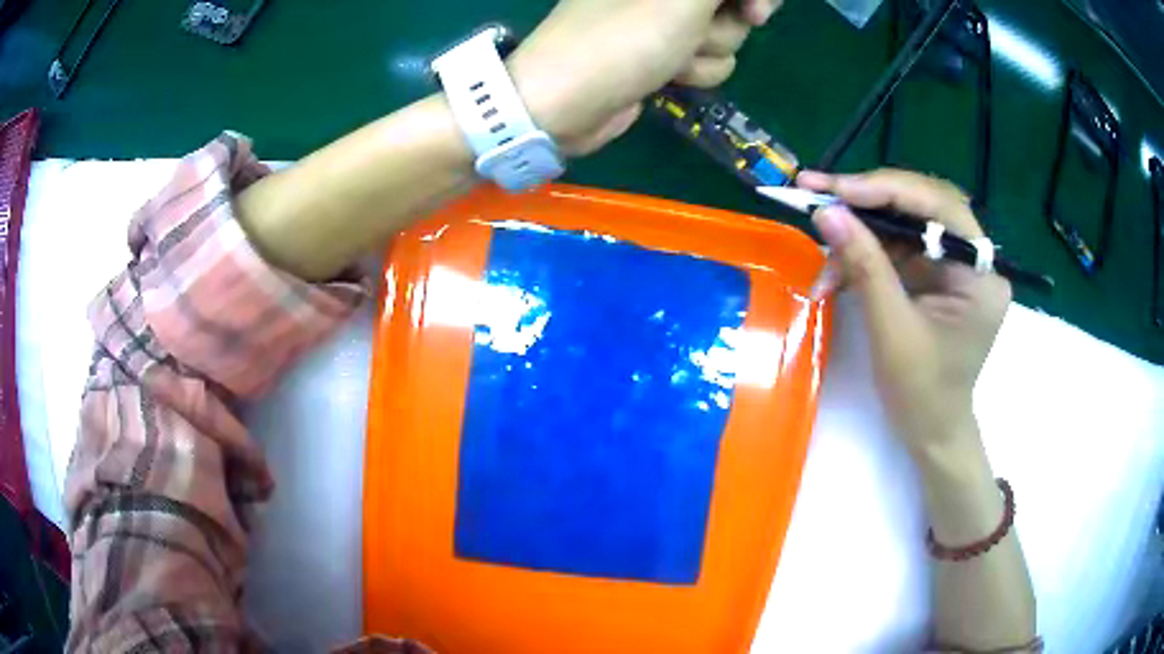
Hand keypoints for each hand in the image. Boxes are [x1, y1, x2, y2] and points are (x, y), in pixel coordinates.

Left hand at [510, 0, 781, 155]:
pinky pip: (706, 58)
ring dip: (706, 52)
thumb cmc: (624, 38)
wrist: (566, 102)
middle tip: (698, 35)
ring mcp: (662, 18)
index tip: (757, 12)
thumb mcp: (684, 0)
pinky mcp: (662, 50)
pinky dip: (693, 71)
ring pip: (725, 33)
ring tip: (672, 58)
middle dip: (725, 24)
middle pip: (732, 3)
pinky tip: (667, 77)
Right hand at [797, 170, 1010, 454]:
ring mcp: (956, 265)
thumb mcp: (891, 330)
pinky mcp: (938, 274)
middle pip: (921, 206)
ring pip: (904, 224)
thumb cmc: (921, 394)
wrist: (932, 432)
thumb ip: (864, 266)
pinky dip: (865, 254)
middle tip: (816, 193)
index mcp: (980, 275)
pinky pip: (899, 247)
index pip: (938, 207)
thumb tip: (826, 213)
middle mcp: (975, 259)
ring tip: (822, 250)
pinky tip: (836, 271)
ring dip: (860, 234)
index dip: (885, 190)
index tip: (834, 188)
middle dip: (867, 202)